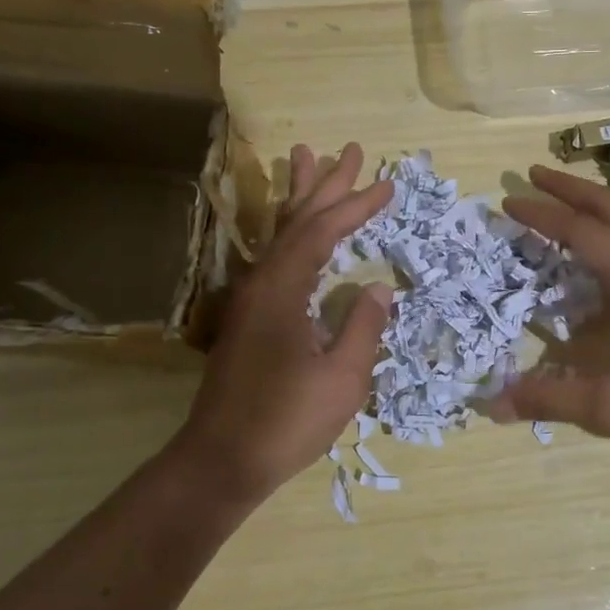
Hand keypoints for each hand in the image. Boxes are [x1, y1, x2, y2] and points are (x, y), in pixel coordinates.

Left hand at [174, 142, 393, 496]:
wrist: (222, 460)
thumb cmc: (286, 420)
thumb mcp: (342, 378)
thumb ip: (363, 327)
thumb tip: (379, 287)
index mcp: (283, 288)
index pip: (323, 230)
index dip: (356, 205)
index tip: (388, 184)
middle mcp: (261, 282)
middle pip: (296, 220)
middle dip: (325, 185)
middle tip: (347, 150)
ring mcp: (250, 300)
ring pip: (280, 236)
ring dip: (301, 201)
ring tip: (309, 163)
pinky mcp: (248, 319)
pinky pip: (276, 259)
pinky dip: (294, 236)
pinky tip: (300, 238)